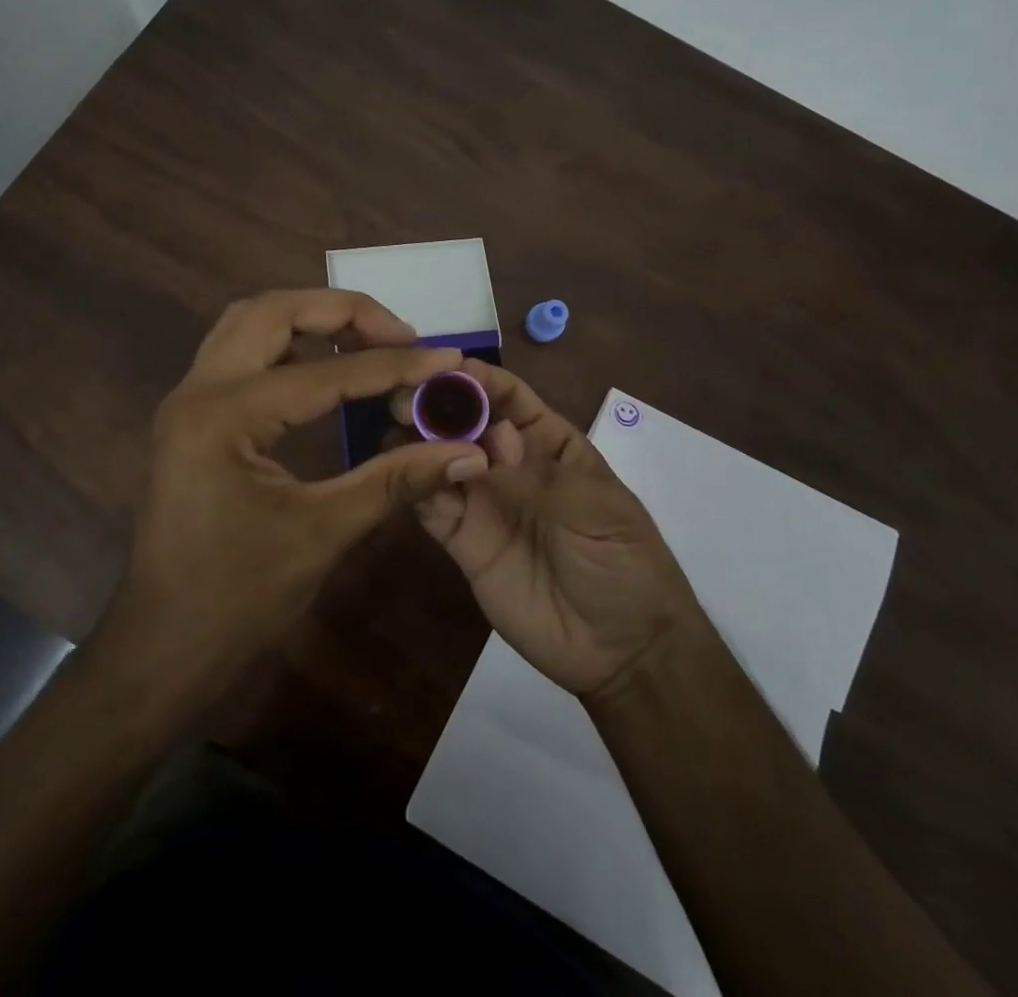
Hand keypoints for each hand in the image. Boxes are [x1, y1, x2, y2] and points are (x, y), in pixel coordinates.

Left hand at [108, 289, 491, 685]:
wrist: (163, 648)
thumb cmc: (238, 599)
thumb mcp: (324, 533)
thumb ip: (396, 480)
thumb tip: (468, 452)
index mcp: (225, 416)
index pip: (326, 373)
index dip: (394, 364)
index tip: (447, 357)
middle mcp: (198, 390)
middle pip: (273, 311)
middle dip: (342, 311)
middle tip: (399, 333)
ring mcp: (188, 399)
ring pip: (251, 323)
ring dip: (310, 318)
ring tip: (368, 339)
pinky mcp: (192, 416)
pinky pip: (241, 353)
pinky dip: (288, 345)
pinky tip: (325, 368)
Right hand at [396, 359, 699, 697]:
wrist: (621, 651)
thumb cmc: (623, 564)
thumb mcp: (596, 509)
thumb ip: (539, 470)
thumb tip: (493, 432)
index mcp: (549, 443)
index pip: (509, 398)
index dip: (479, 379)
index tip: (443, 366)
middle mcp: (508, 463)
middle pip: (467, 422)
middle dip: (438, 403)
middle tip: (405, 396)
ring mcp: (483, 502)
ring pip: (441, 457)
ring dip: (417, 438)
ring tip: (394, 425)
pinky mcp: (461, 541)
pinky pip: (431, 505)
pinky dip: (414, 483)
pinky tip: (397, 468)